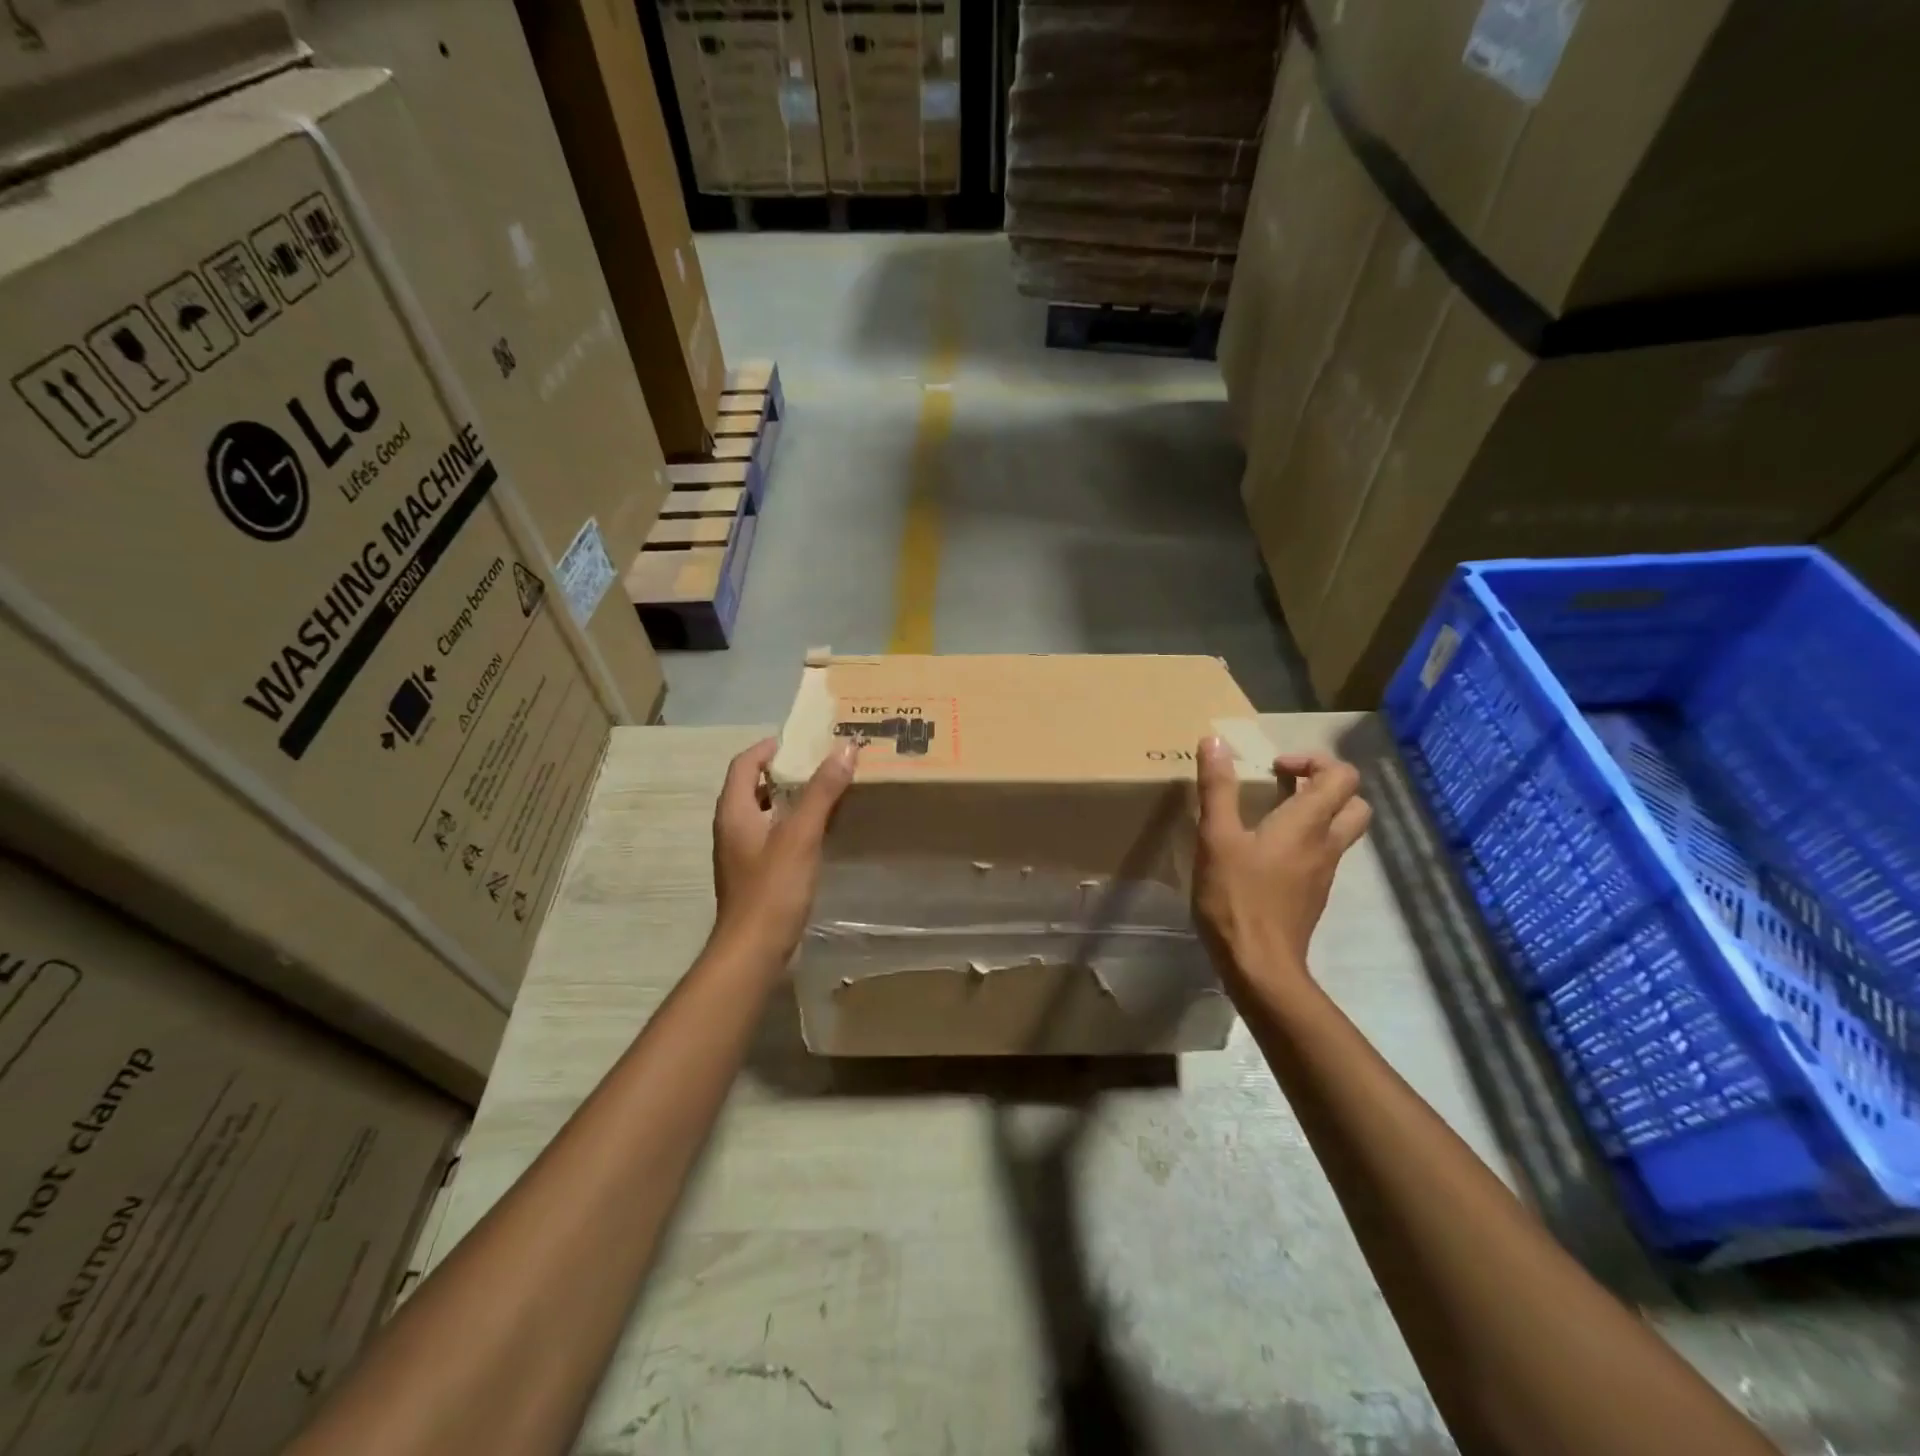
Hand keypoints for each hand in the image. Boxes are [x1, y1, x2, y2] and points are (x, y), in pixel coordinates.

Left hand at [710, 736, 857, 966]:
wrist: (753, 951)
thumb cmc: (772, 889)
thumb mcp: (800, 835)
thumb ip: (822, 791)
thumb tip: (845, 748)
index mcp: (734, 811)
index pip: (744, 763)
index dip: (769, 747)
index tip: (803, 740)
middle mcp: (732, 828)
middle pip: (754, 786)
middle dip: (786, 771)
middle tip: (823, 763)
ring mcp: (742, 853)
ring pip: (765, 812)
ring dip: (792, 798)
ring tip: (827, 792)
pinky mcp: (755, 875)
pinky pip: (774, 836)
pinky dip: (794, 825)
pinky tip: (821, 832)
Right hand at [1192, 737, 1370, 988]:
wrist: (1259, 965)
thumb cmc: (1237, 897)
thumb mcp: (1216, 837)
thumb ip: (1217, 788)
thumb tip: (1214, 741)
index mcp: (1308, 823)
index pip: (1341, 776)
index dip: (1313, 761)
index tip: (1274, 769)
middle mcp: (1326, 844)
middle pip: (1354, 803)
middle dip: (1325, 785)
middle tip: (1285, 786)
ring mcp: (1323, 873)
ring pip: (1340, 831)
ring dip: (1316, 813)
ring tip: (1270, 815)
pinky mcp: (1312, 895)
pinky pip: (1322, 855)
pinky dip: (1304, 842)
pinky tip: (1264, 853)